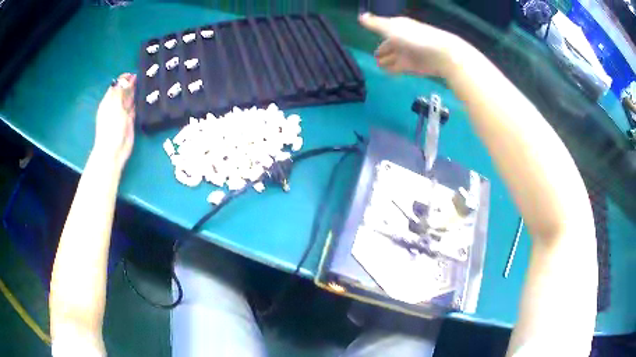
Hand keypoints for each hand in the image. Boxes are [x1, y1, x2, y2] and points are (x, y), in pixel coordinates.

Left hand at [93, 73, 136, 171]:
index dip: (124, 78)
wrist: (114, 151)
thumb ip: (120, 92)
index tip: (134, 73)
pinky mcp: (130, 121)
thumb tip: (126, 79)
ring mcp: (122, 114)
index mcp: (108, 101)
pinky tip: (145, 97)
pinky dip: (138, 103)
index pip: (116, 85)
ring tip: (146, 83)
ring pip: (130, 99)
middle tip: (143, 76)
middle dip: (131, 84)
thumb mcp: (115, 107)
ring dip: (136, 92)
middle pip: (123, 91)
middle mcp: (115, 106)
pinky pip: (134, 108)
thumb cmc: (111, 128)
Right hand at [359, 13, 464, 77]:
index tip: (369, 35)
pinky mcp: (413, 67)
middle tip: (375, 57)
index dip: (378, 32)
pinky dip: (392, 69)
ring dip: (386, 61)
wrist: (440, 54)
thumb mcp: (390, 28)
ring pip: (394, 57)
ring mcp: (408, 53)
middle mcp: (403, 39)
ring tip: (378, 66)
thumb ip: (375, 24)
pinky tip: (388, 73)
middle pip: (390, 45)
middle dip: (383, 50)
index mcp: (398, 27)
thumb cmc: (413, 38)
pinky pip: (399, 68)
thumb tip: (361, 16)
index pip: (385, 29)